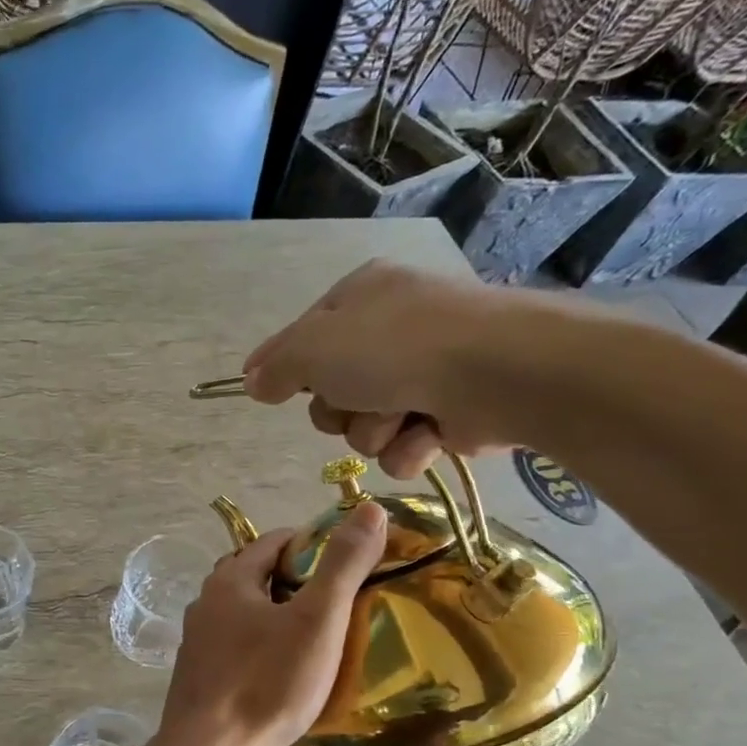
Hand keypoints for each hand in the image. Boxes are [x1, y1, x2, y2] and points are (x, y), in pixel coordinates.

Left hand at [155, 501, 387, 745]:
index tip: (348, 563)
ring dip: (276, 613)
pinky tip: (280, 669)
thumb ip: (342, 565)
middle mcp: (205, 602)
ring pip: (243, 611)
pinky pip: (234, 644)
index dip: (313, 544)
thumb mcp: (316, 621)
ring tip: (314, 636)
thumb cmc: (267, 682)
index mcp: (229, 580)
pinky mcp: (197, 674)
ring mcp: (196, 640)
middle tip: (336, 602)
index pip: (274, 541)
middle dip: (294, 579)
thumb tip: (368, 508)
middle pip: (256, 574)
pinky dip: (260, 643)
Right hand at [243, 259, 565, 476]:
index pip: (303, 338)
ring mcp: (422, 374)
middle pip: (331, 392)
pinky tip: (429, 433)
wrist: (495, 372)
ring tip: (401, 415)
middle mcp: (391, 331)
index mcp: (360, 298)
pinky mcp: (449, 416)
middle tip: (356, 399)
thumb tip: (251, 381)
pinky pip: (402, 448)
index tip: (267, 389)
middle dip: (339, 408)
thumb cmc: (394, 347)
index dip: (286, 367)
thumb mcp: (314, 347)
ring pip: (364, 427)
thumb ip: (276, 365)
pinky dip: (410, 447)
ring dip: (374, 430)